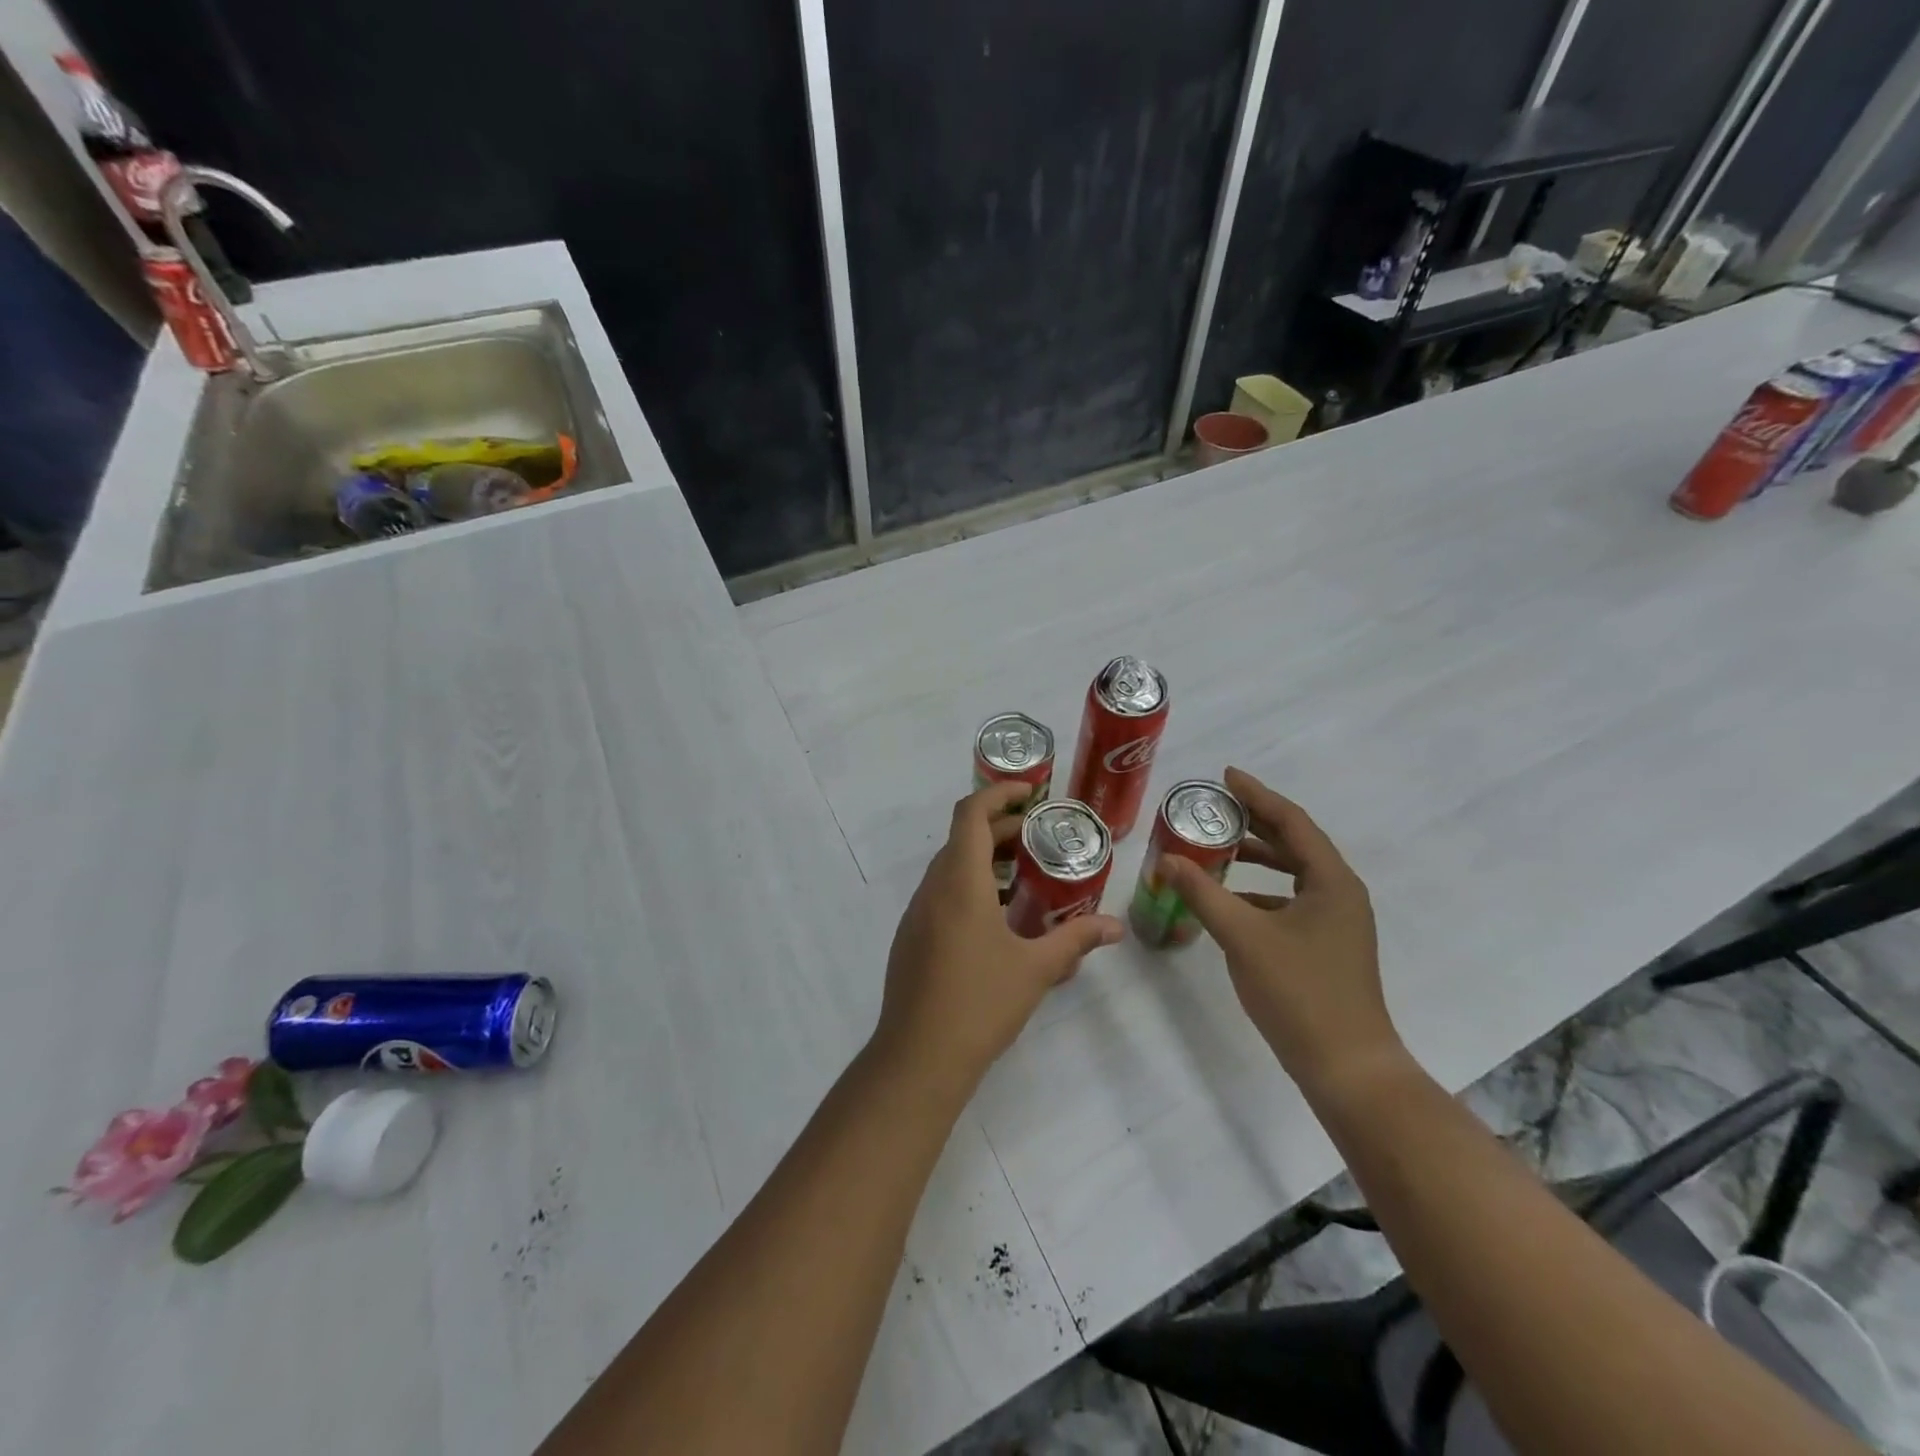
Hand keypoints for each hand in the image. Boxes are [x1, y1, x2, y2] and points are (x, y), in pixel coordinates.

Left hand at [877, 781, 1122, 1095]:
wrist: (919, 1058)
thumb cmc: (980, 1003)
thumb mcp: (1036, 969)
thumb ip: (1075, 940)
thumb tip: (1115, 927)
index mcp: (959, 883)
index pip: (970, 814)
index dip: (997, 794)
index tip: (1028, 792)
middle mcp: (932, 889)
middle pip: (961, 839)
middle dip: (998, 830)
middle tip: (1037, 838)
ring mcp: (916, 915)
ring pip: (948, 868)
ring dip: (982, 861)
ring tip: (1023, 877)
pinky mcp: (911, 939)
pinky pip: (940, 895)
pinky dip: (968, 888)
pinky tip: (996, 920)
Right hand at [1159, 768, 1404, 1095]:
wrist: (1346, 1066)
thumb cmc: (1299, 992)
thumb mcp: (1243, 937)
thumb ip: (1203, 893)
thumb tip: (1167, 860)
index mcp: (1331, 881)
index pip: (1291, 821)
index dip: (1257, 795)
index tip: (1225, 775)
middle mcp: (1340, 893)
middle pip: (1295, 843)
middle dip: (1255, 822)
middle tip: (1215, 807)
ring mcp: (1337, 922)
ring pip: (1293, 874)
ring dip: (1258, 857)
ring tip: (1218, 847)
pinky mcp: (1327, 946)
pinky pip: (1290, 901)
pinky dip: (1260, 891)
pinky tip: (1230, 900)